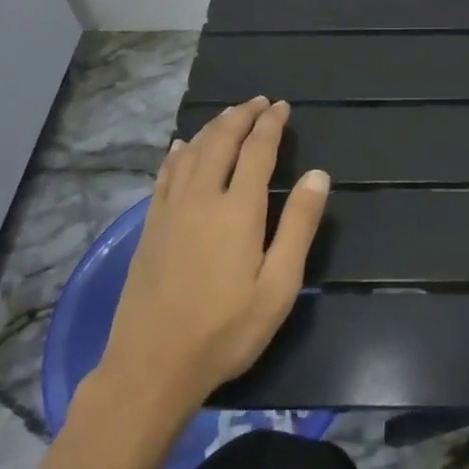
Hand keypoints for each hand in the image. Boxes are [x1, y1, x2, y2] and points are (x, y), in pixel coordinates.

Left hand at [95, 97, 328, 410]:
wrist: (150, 367)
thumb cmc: (225, 330)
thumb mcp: (278, 287)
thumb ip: (298, 226)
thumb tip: (318, 174)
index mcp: (238, 208)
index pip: (257, 149)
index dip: (270, 124)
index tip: (282, 107)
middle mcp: (202, 196)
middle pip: (221, 140)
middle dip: (242, 115)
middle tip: (259, 102)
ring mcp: (171, 209)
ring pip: (193, 151)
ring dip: (214, 127)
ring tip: (230, 114)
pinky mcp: (151, 226)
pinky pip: (166, 173)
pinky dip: (179, 152)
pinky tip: (182, 146)